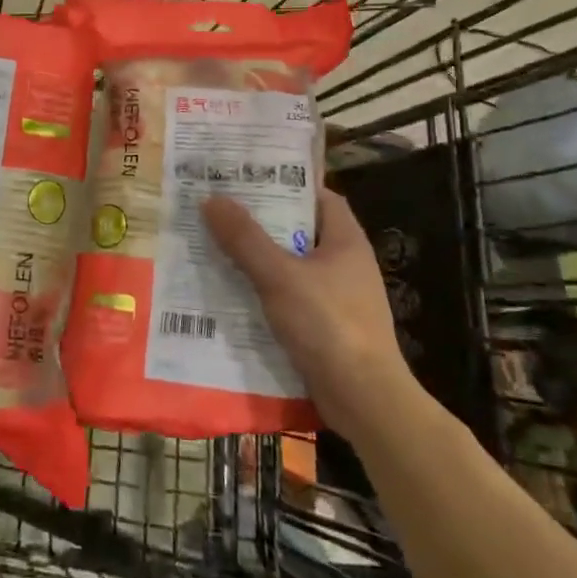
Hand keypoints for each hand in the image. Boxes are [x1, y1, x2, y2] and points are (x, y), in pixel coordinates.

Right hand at [202, 187, 419, 436]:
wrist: (364, 400)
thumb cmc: (329, 325)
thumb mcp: (280, 276)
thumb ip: (245, 238)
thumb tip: (211, 199)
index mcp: (346, 240)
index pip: (319, 196)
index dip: (287, 182)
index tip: (249, 176)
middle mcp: (345, 263)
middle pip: (300, 229)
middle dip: (262, 221)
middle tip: (221, 208)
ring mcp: (337, 297)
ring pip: (291, 265)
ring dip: (258, 258)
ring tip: (216, 245)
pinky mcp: (326, 327)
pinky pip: (290, 297)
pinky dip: (264, 291)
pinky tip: (232, 292)